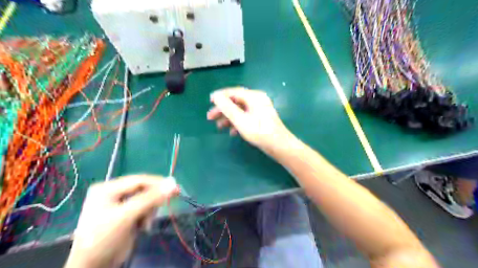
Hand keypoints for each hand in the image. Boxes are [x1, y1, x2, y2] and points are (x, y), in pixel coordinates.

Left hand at [65, 176, 179, 267]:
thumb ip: (150, 199)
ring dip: (150, 210)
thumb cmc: (104, 239)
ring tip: (145, 223)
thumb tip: (173, 184)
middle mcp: (113, 193)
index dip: (158, 183)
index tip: (176, 188)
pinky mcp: (125, 214)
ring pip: (145, 199)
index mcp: (107, 188)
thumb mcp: (127, 216)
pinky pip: (143, 208)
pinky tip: (143, 226)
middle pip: (143, 189)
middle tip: (164, 206)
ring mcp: (119, 204)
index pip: (138, 180)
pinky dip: (147, 216)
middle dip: (152, 201)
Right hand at [209, 86, 293, 149]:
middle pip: (236, 102)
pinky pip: (246, 117)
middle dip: (222, 110)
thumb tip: (215, 96)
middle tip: (210, 117)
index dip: (220, 96)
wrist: (279, 145)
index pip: (233, 92)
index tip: (209, 101)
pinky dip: (237, 123)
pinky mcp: (261, 119)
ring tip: (219, 127)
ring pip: (240, 111)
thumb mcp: (240, 120)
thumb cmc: (260, 132)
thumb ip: (227, 107)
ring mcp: (259, 110)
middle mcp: (257, 100)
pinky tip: (232, 132)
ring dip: (228, 118)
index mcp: (254, 97)